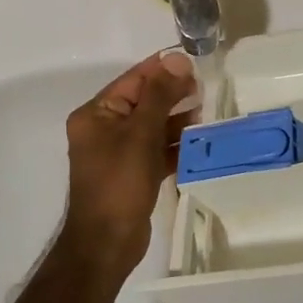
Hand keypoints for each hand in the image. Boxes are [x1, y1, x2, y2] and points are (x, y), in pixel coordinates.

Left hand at [60, 51, 197, 269]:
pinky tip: (200, 141)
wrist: (107, 244)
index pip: (133, 80)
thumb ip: (159, 95)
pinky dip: (175, 145)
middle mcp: (104, 129)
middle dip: (173, 95)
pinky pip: (156, 150)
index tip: (195, 63)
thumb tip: (176, 58)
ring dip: (177, 120)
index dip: (162, 70)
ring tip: (206, 114)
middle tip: (205, 89)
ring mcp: (118, 153)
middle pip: (144, 102)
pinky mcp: (133, 173)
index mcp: (96, 114)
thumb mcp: (140, 134)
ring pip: (153, 127)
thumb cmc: (119, 183)